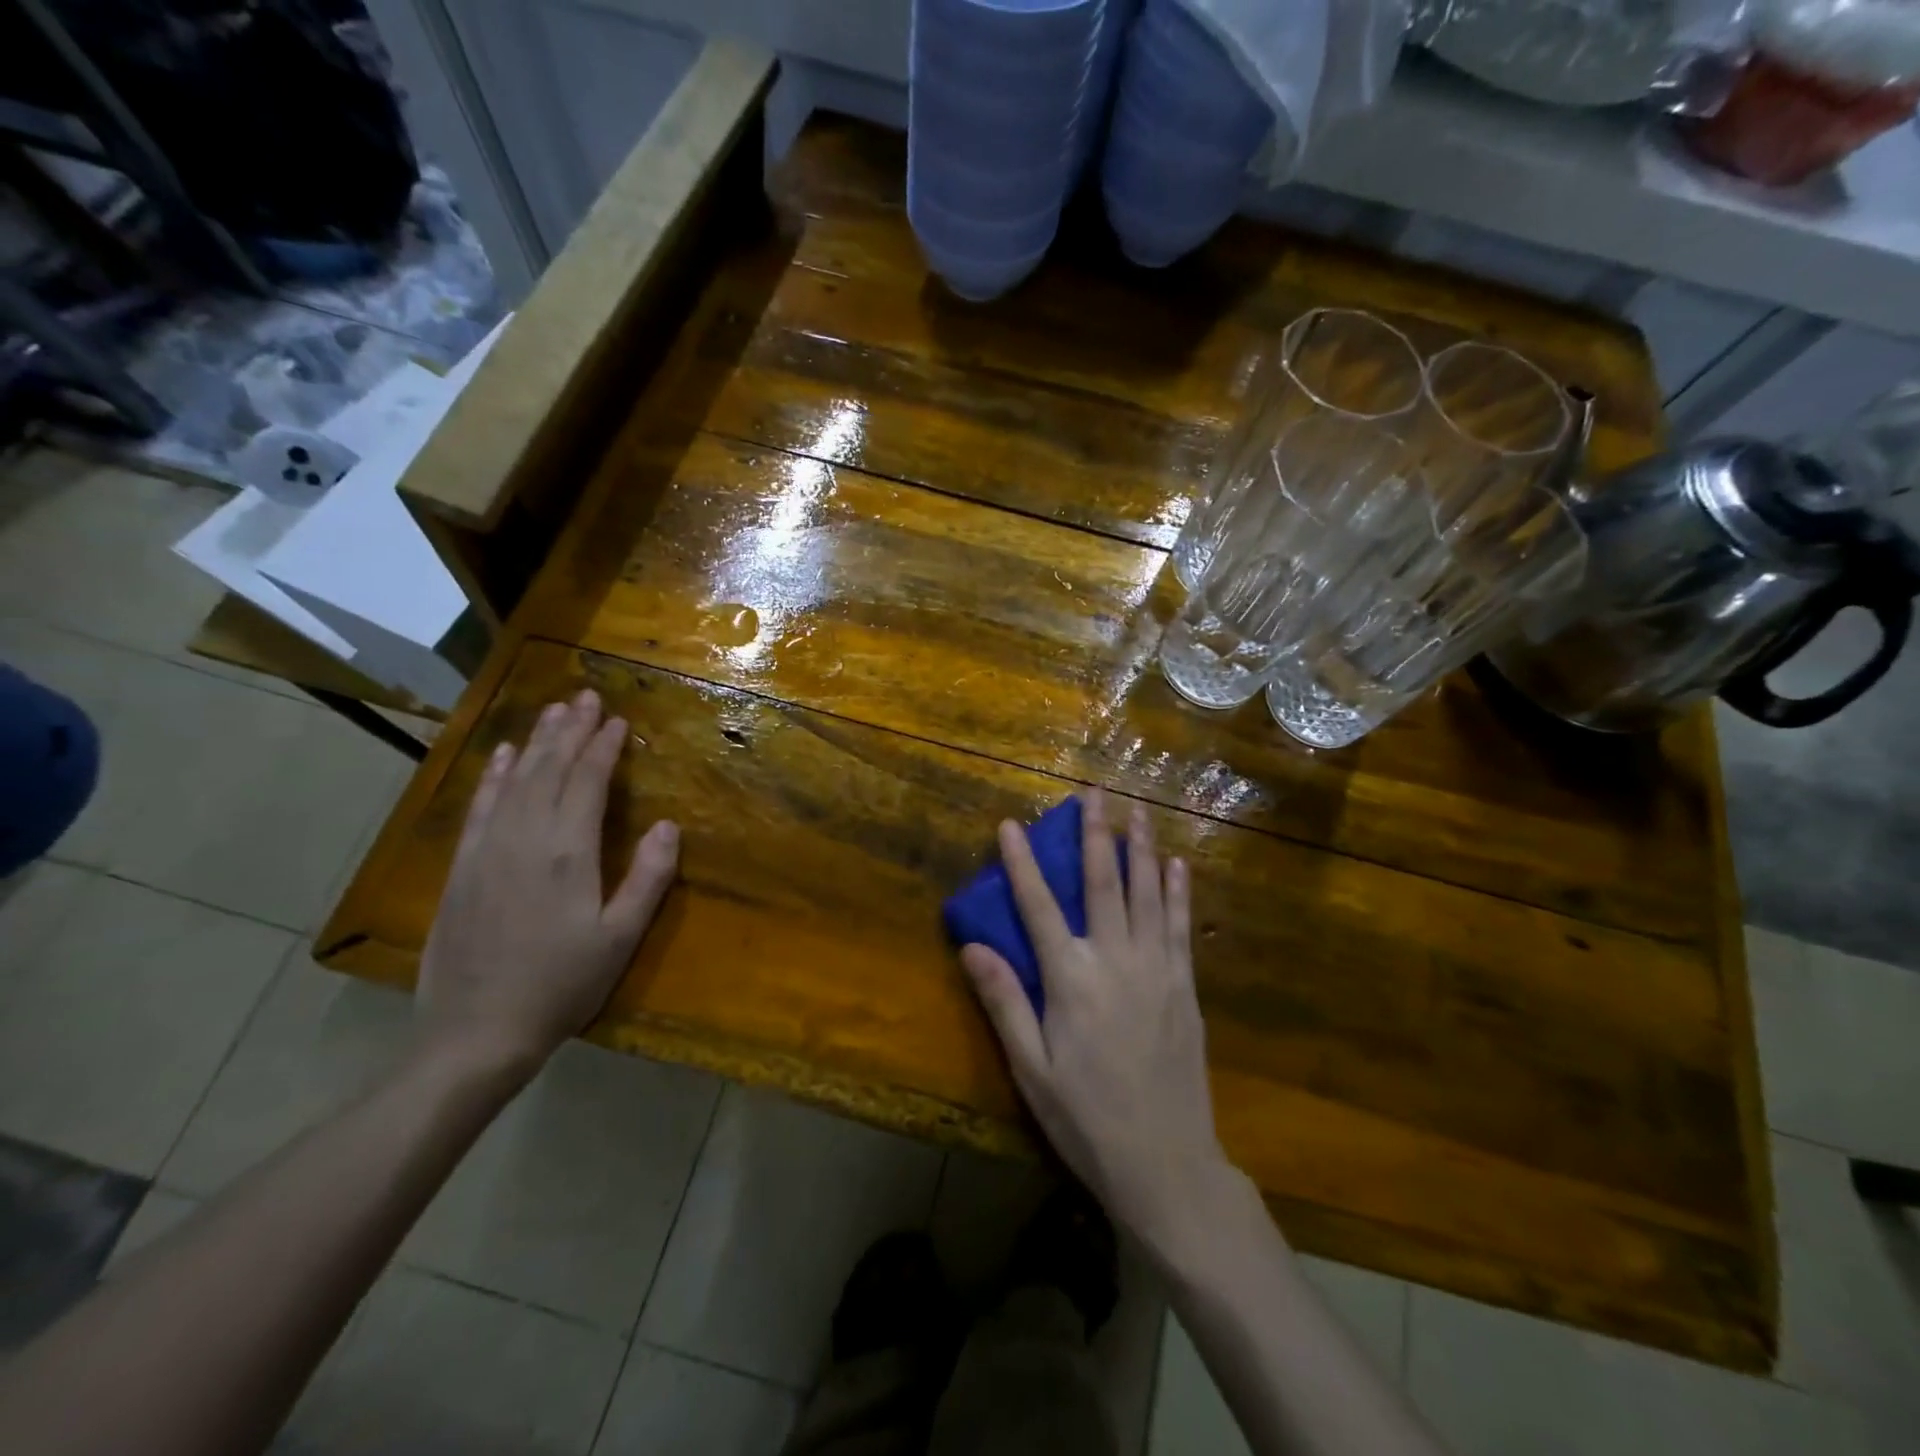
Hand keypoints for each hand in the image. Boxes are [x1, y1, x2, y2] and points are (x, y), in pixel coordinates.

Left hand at [416, 690, 678, 1082]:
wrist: (474, 1032)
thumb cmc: (561, 985)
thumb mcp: (620, 938)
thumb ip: (647, 878)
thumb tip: (667, 825)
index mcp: (567, 853)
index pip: (587, 782)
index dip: (603, 747)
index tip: (617, 719)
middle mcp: (524, 838)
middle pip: (550, 770)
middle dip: (571, 730)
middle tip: (585, 696)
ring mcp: (487, 850)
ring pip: (515, 780)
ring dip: (537, 742)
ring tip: (553, 711)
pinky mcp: (462, 868)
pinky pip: (480, 807)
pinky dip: (495, 776)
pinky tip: (505, 757)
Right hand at [960, 790, 1229, 1248]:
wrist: (1167, 1165)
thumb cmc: (1086, 1119)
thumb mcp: (1031, 1070)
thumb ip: (1004, 1003)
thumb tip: (971, 945)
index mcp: (1071, 981)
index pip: (1039, 908)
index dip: (1021, 864)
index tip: (1010, 825)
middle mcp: (1115, 961)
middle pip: (1103, 884)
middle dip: (1095, 834)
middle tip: (1094, 791)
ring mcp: (1156, 970)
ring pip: (1147, 894)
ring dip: (1141, 847)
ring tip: (1137, 809)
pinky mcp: (1184, 986)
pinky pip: (1180, 926)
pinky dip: (1178, 891)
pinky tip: (1177, 865)